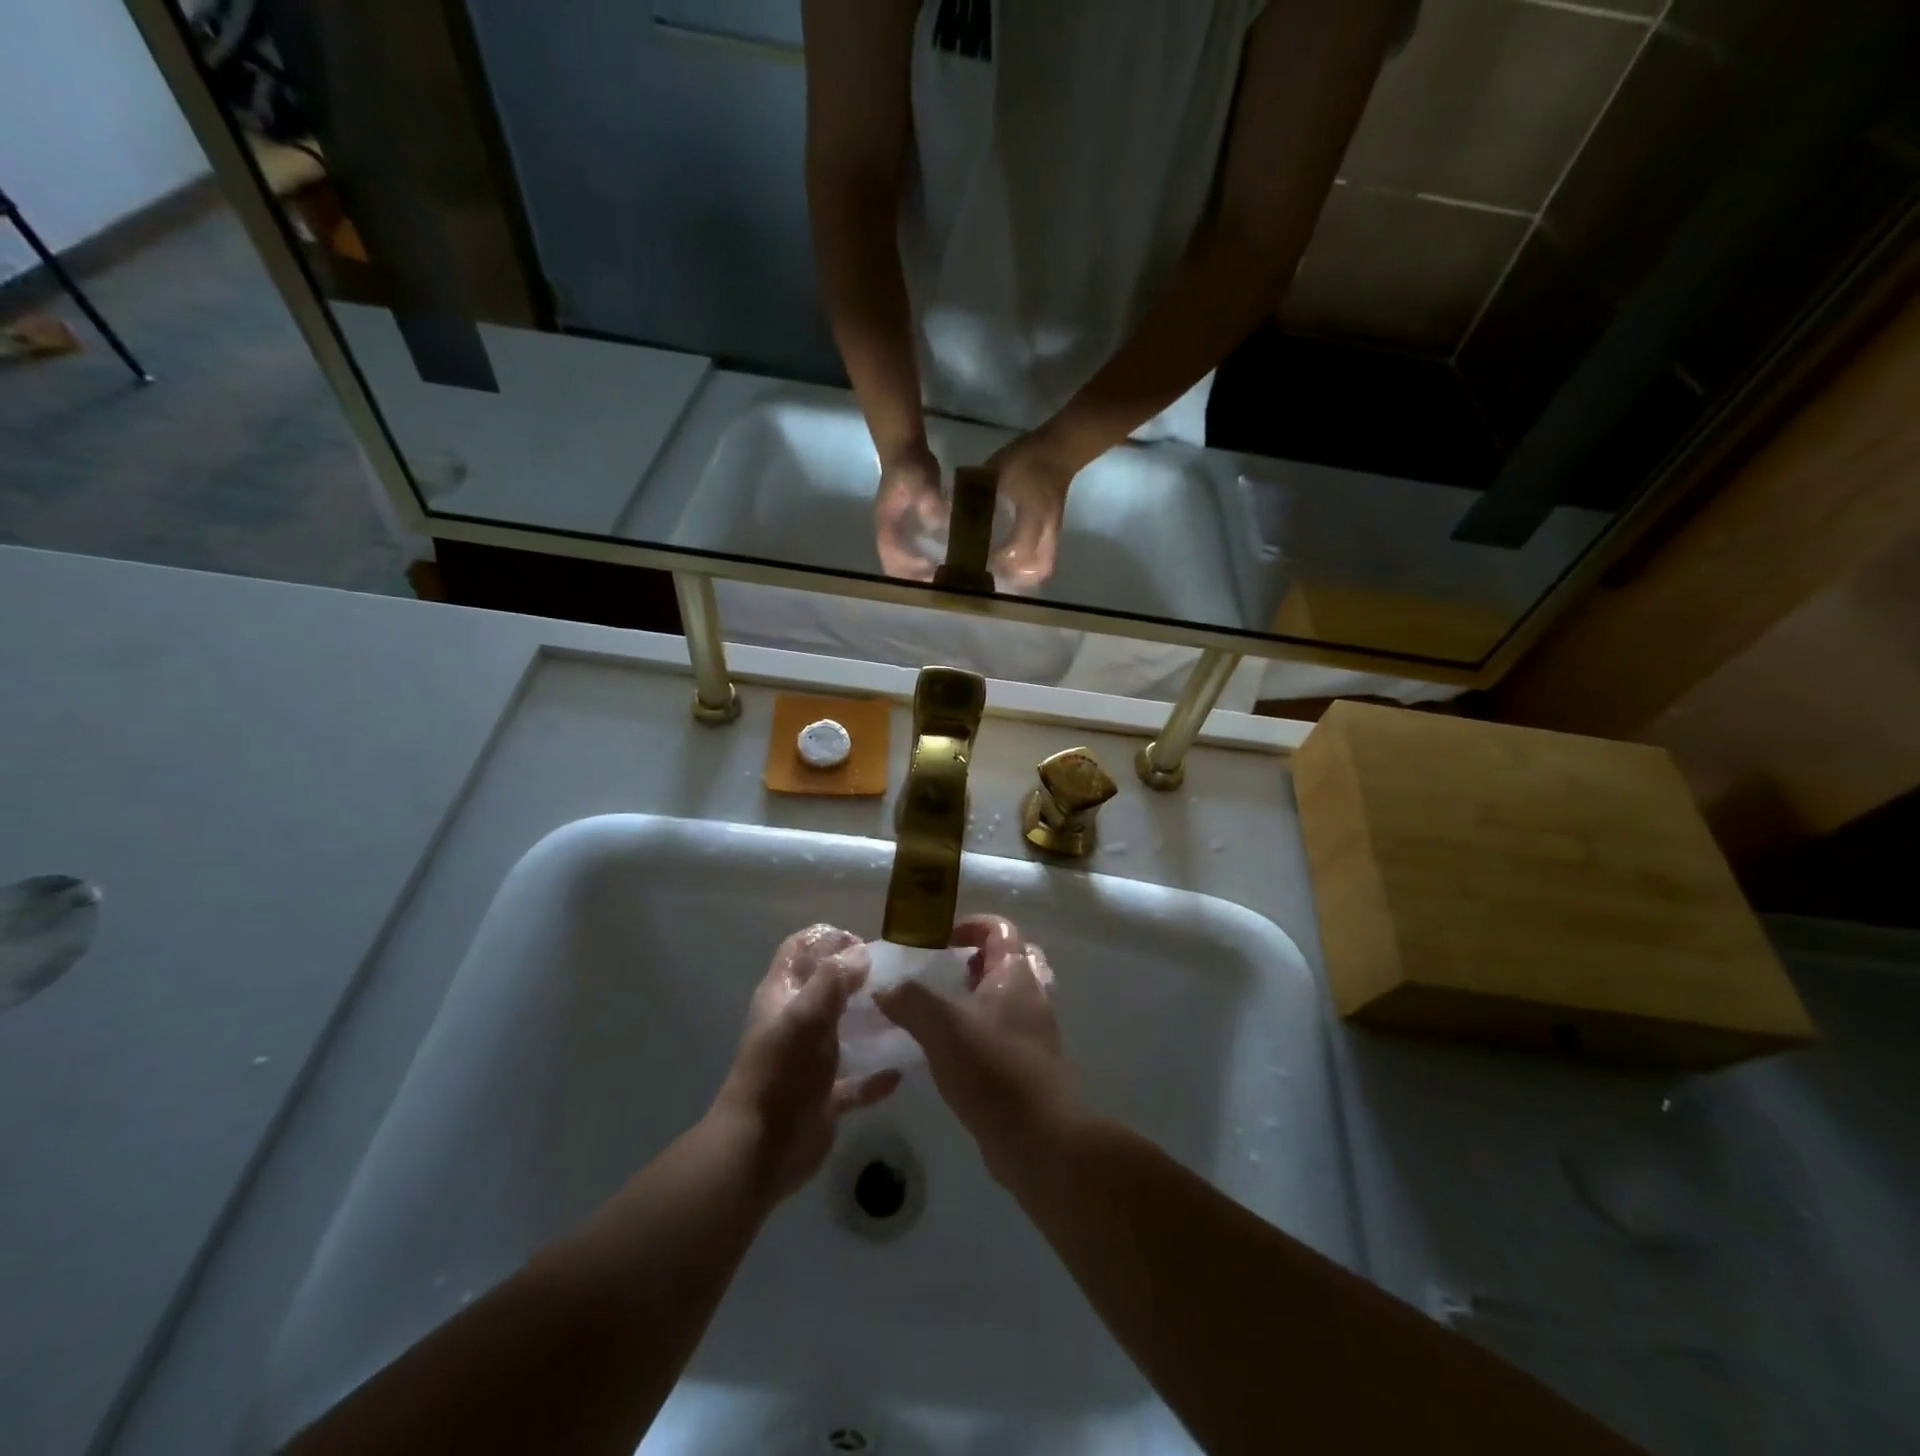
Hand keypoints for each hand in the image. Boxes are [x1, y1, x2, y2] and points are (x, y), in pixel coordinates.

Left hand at [711, 924, 900, 1202]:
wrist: (761, 1151)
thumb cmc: (783, 1072)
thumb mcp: (808, 1014)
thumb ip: (834, 978)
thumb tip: (861, 953)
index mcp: (782, 995)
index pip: (800, 948)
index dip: (828, 938)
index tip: (864, 944)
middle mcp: (794, 1022)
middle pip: (824, 986)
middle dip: (856, 976)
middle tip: (894, 976)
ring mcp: (808, 1061)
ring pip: (842, 1031)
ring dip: (869, 1022)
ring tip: (905, 1014)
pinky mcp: (823, 1097)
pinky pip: (854, 1082)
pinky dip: (874, 1076)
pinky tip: (899, 1073)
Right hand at [872, 914, 1076, 1186]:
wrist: (1038, 1138)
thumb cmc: (992, 1069)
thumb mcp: (942, 1027)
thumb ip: (911, 1001)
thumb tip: (884, 987)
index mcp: (1016, 974)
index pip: (1000, 928)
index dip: (969, 924)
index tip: (937, 940)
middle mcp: (1032, 994)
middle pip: (1010, 958)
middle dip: (977, 958)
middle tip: (944, 971)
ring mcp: (1034, 1030)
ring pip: (1009, 996)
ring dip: (979, 994)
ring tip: (944, 1008)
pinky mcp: (1029, 1062)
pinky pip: (1006, 1029)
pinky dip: (983, 1026)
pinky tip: (953, 1047)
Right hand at [873, 440, 945, 580]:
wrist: (905, 448)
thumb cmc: (909, 465)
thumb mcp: (920, 479)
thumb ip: (929, 500)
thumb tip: (941, 521)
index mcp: (886, 525)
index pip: (891, 556)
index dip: (908, 568)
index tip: (931, 572)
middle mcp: (889, 534)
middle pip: (895, 567)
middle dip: (914, 580)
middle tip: (938, 586)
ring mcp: (897, 533)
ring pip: (903, 563)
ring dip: (919, 575)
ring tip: (941, 582)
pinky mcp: (908, 529)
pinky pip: (914, 554)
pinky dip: (926, 564)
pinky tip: (944, 566)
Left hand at [987, 439, 1073, 588]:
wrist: (1061, 448)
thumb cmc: (1028, 458)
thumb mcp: (996, 472)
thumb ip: (976, 494)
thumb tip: (952, 512)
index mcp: (1033, 516)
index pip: (1017, 551)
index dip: (998, 560)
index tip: (979, 558)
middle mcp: (1046, 530)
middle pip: (1038, 569)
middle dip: (1016, 576)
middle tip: (993, 571)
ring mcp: (1053, 531)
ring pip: (1044, 565)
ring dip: (1023, 572)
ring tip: (1001, 568)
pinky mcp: (1054, 529)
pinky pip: (1044, 555)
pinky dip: (1028, 561)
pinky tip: (1010, 554)